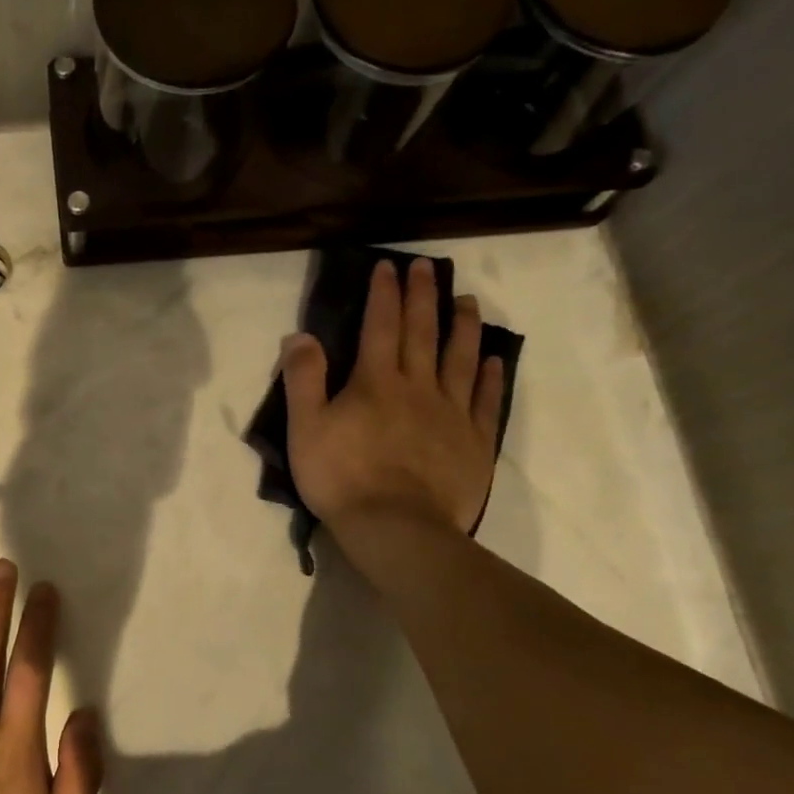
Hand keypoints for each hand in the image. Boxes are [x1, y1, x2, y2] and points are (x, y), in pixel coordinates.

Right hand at [281, 257, 505, 536]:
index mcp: (375, 382)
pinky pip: (486, 401)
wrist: (396, 528)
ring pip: (461, 359)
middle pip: (423, 333)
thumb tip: (300, 335)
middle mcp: (418, 387)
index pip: (381, 326)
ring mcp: (451, 414)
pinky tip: (493, 359)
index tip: (390, 265)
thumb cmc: (342, 478)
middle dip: (424, 296)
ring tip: (468, 300)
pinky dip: (490, 377)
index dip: (385, 294)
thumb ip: (303, 379)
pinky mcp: (474, 442)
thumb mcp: (305, 428)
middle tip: (430, 266)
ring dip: (464, 326)